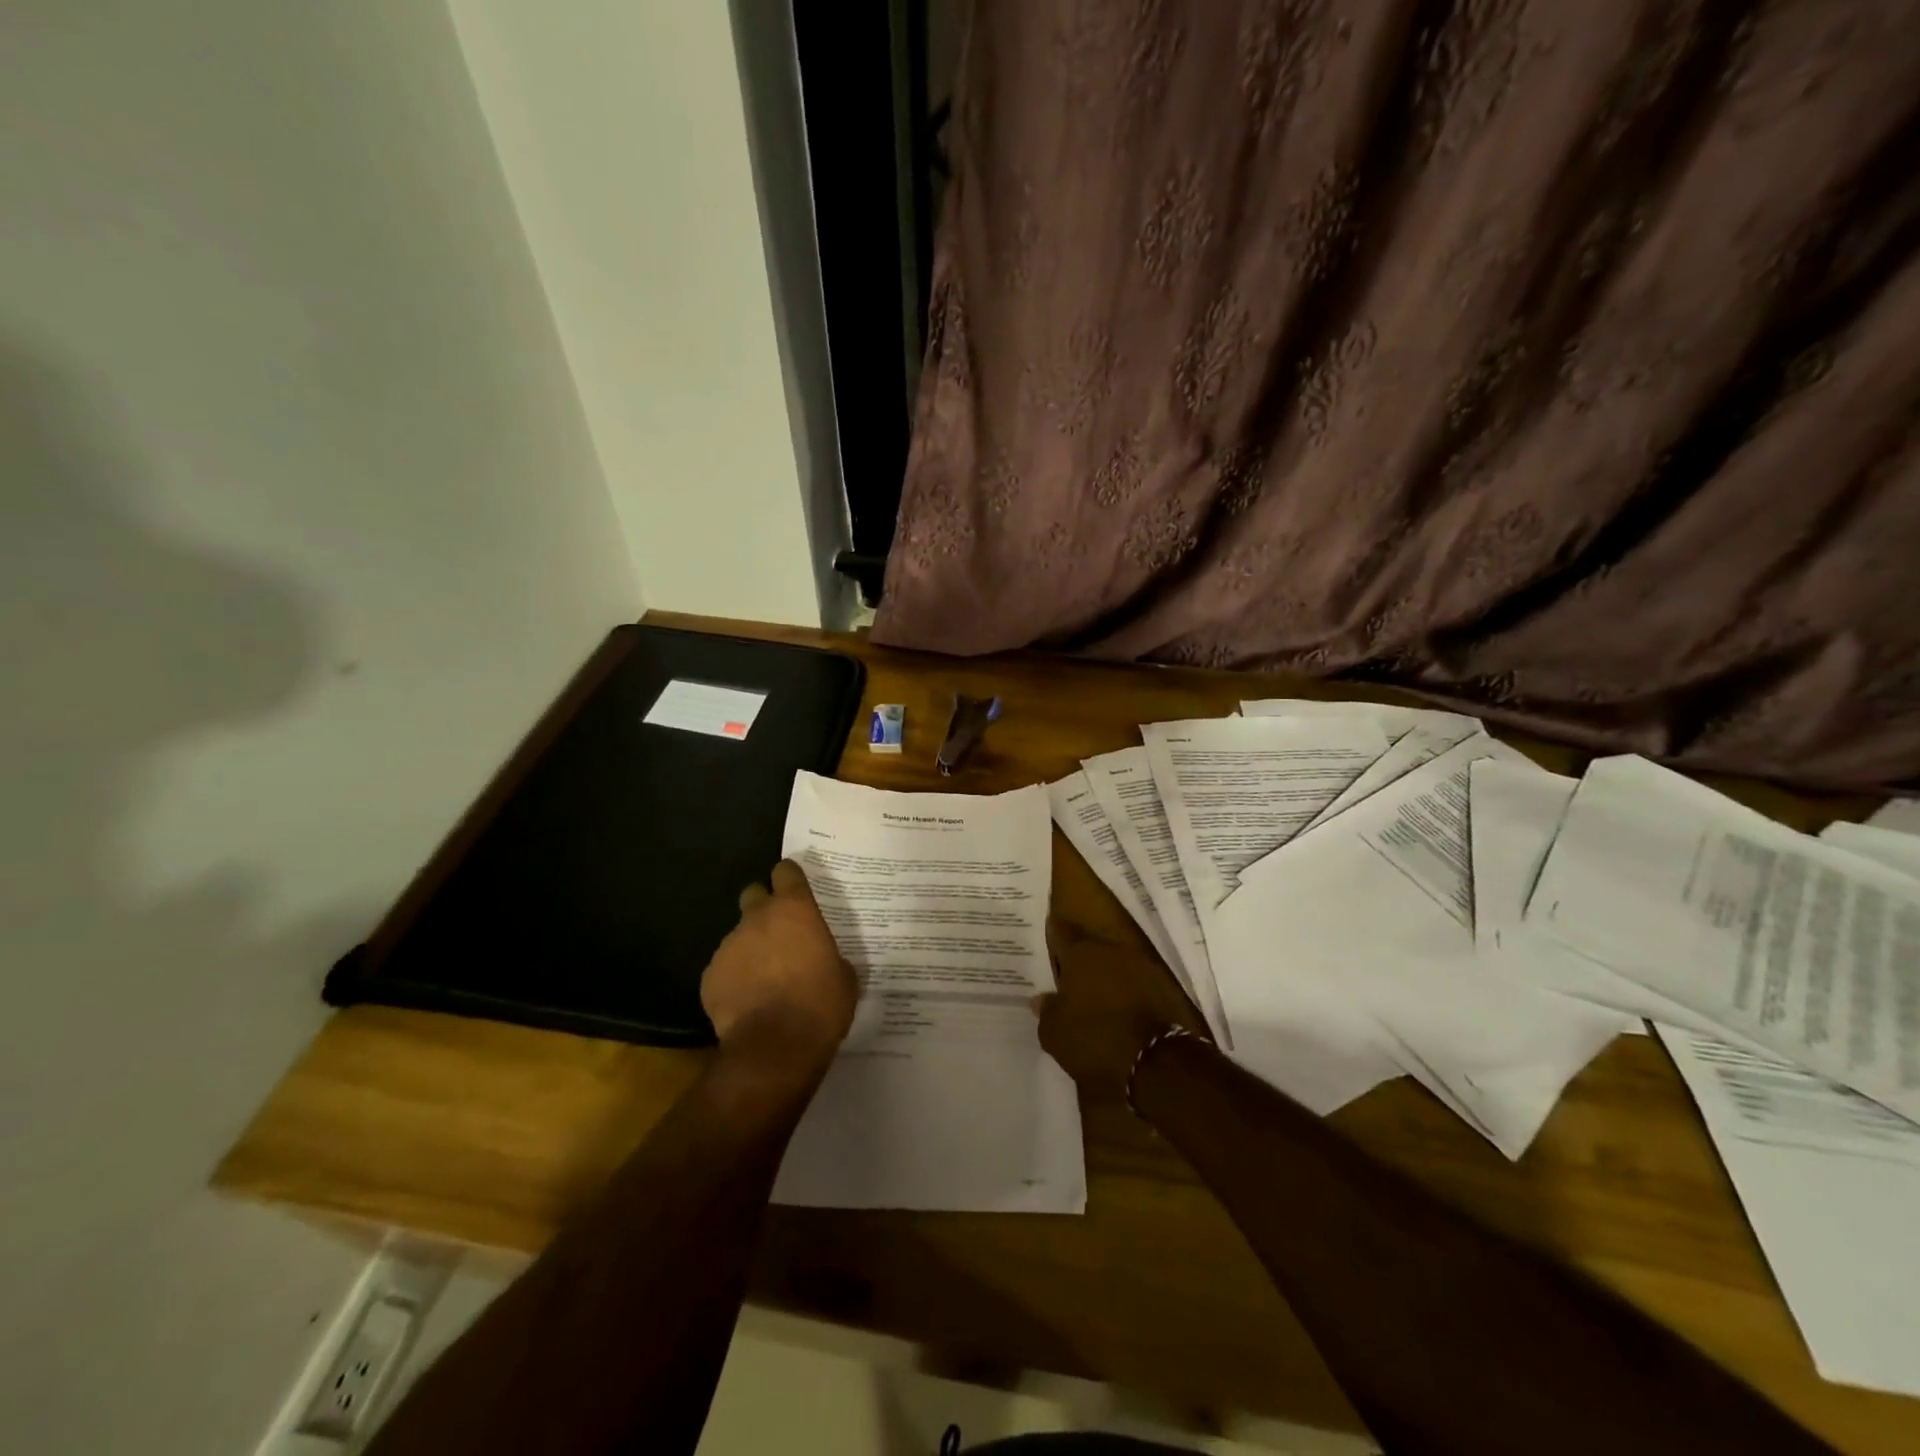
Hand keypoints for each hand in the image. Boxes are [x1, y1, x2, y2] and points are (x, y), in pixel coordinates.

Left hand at [702, 859, 858, 1088]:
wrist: (774, 1048)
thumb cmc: (820, 1005)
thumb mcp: (844, 977)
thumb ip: (831, 956)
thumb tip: (825, 960)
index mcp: (795, 910)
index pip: (786, 872)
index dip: (790, 879)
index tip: (796, 891)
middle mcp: (757, 918)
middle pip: (754, 894)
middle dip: (764, 909)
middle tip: (780, 933)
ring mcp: (729, 946)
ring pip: (739, 936)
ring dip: (751, 948)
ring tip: (765, 978)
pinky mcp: (709, 976)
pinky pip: (724, 968)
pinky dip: (735, 978)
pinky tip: (748, 1001)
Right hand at [1035, 920, 1210, 1103]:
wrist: (1155, 1061)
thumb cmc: (1094, 1040)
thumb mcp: (1055, 1033)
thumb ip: (1046, 1010)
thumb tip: (1040, 998)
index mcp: (1080, 954)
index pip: (1061, 933)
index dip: (1054, 934)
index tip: (1050, 932)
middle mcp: (1110, 950)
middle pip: (1091, 948)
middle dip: (1081, 960)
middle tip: (1071, 976)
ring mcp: (1141, 966)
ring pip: (1116, 964)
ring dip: (1107, 976)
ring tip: (1097, 996)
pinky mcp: (1165, 987)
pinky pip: (1137, 983)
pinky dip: (1128, 992)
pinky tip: (1122, 1009)